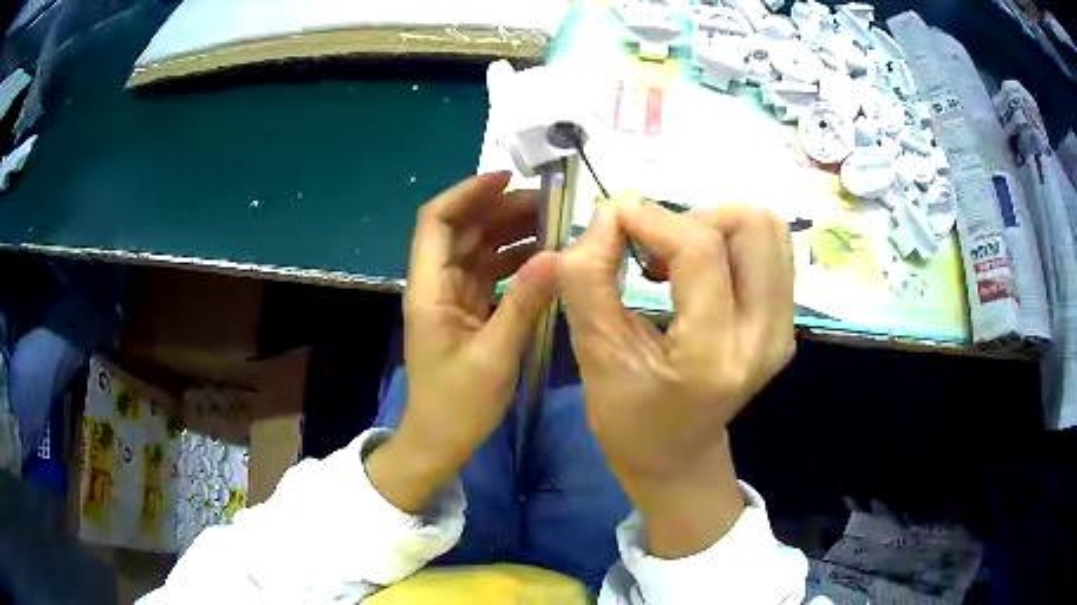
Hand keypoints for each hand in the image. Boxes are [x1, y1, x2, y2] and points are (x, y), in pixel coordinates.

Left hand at [368, 173, 559, 512]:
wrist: (439, 442)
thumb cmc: (457, 405)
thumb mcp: (495, 356)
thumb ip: (525, 303)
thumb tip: (559, 256)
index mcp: (429, 288)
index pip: (438, 221)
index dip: (468, 192)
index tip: (509, 178)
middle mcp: (437, 284)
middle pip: (464, 230)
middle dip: (501, 209)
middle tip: (550, 204)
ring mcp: (452, 296)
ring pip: (479, 249)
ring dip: (511, 232)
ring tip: (554, 223)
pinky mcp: (467, 310)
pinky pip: (490, 273)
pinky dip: (515, 260)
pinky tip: (544, 257)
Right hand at [560, 199, 794, 556]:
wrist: (678, 457)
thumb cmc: (629, 421)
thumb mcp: (594, 355)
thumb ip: (589, 278)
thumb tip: (610, 210)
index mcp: (712, 356)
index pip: (701, 250)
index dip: (653, 218)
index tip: (614, 220)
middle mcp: (764, 336)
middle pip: (751, 223)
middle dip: (692, 218)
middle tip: (653, 251)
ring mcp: (784, 328)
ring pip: (767, 227)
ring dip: (713, 225)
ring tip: (676, 260)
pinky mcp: (787, 321)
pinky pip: (770, 248)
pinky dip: (729, 240)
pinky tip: (698, 271)